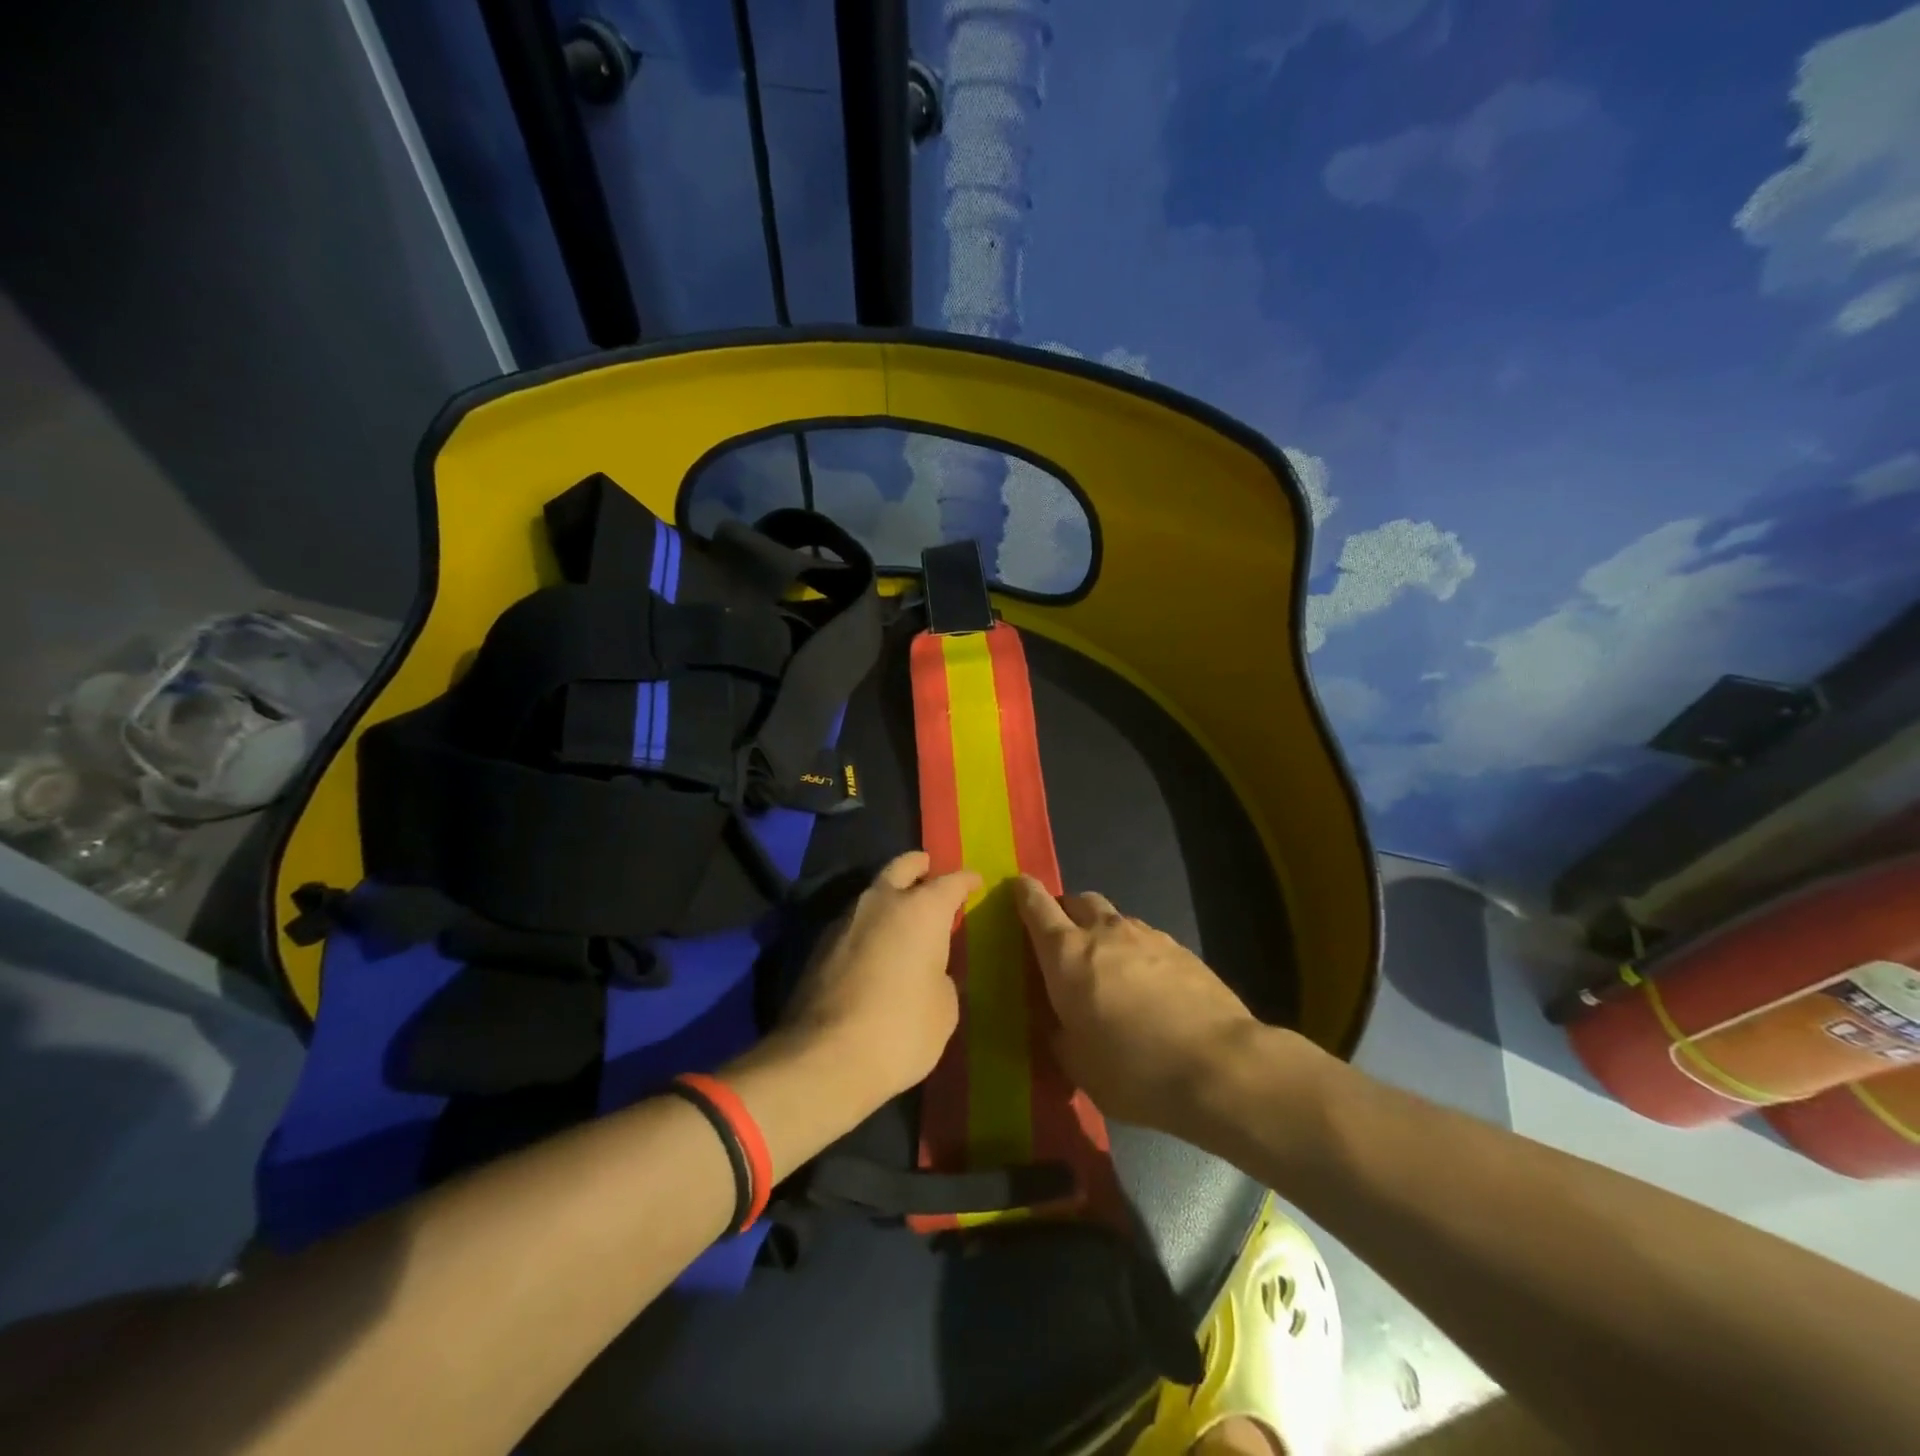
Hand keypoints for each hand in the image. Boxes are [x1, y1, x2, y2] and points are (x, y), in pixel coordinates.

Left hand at [777, 851, 981, 1104]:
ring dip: (889, 896)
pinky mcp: (819, 945)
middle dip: (918, 865)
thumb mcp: (944, 1009)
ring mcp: (845, 921)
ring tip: (903, 913)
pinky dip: (869, 925)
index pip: (950, 883)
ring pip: (872, 893)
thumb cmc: (901, 1030)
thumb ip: (941, 977)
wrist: (825, 1058)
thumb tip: (928, 972)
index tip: (975, 880)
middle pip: (901, 867)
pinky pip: (853, 922)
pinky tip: (876, 945)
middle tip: (928, 867)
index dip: (965, 881)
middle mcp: (882, 903)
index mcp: (922, 911)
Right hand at [1014, 877, 1273, 1132]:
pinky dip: (1137, 952)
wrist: (1219, 1067)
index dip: (1024, 893)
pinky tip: (1148, 987)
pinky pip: (1147, 940)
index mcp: (1066, 955)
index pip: (1036, 907)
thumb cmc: (1132, 1070)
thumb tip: (1059, 1020)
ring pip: (1115, 919)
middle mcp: (1104, 933)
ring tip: (1110, 969)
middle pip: (1078, 900)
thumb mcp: (1077, 1065)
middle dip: (1066, 911)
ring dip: (1104, 933)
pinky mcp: (1182, 949)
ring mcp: (1147, 936)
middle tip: (1064, 941)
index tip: (1018, 887)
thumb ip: (1060, 1033)